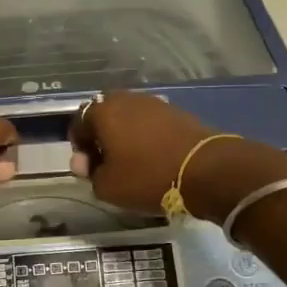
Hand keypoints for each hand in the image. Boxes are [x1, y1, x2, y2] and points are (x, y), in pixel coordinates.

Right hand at [70, 91, 286, 220]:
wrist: (208, 169)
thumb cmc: (148, 177)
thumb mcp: (109, 187)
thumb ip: (90, 173)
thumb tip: (86, 163)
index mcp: (103, 112)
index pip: (78, 124)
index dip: (79, 148)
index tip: (89, 169)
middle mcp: (126, 99)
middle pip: (104, 116)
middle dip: (102, 138)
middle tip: (108, 164)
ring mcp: (154, 103)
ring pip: (128, 118)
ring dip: (125, 136)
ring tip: (132, 162)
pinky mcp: (176, 111)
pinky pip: (150, 122)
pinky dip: (146, 137)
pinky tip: (154, 158)